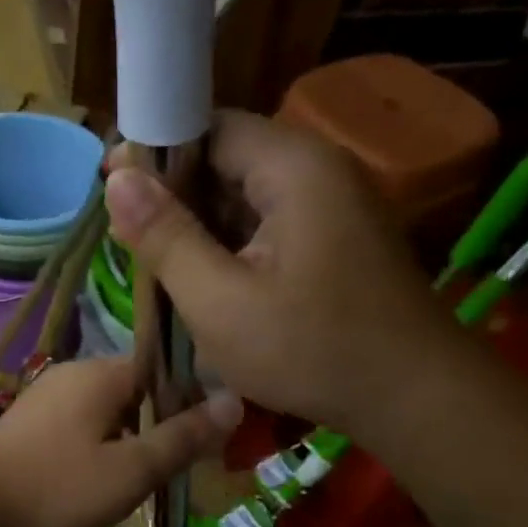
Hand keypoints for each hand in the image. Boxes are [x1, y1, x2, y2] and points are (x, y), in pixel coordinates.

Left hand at [0, 357, 239, 526]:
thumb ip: (183, 436)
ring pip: (108, 408)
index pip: (165, 369)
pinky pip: (81, 421)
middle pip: (137, 388)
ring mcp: (48, 393)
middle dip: (160, 423)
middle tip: (175, 468)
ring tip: (140, 479)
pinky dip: (99, 443)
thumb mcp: (132, 470)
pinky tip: (98, 477)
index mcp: (104, 373)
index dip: (191, 401)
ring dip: (130, 437)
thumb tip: (235, 401)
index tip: (205, 440)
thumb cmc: (58, 486)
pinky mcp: (31, 418)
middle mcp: (75, 372)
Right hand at [105, 111, 462, 435]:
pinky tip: (208, 281)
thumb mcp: (219, 301)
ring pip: (246, 195)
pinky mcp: (337, 236)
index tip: (112, 190)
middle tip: (132, 240)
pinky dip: (233, 245)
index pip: (209, 127)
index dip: (155, 153)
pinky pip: (270, 223)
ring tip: (161, 266)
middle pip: (228, 158)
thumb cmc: (311, 349)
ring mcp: (333, 204)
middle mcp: (319, 169)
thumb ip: (165, 236)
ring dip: (202, 225)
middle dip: (176, 196)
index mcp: (293, 167)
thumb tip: (117, 177)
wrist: (415, 399)